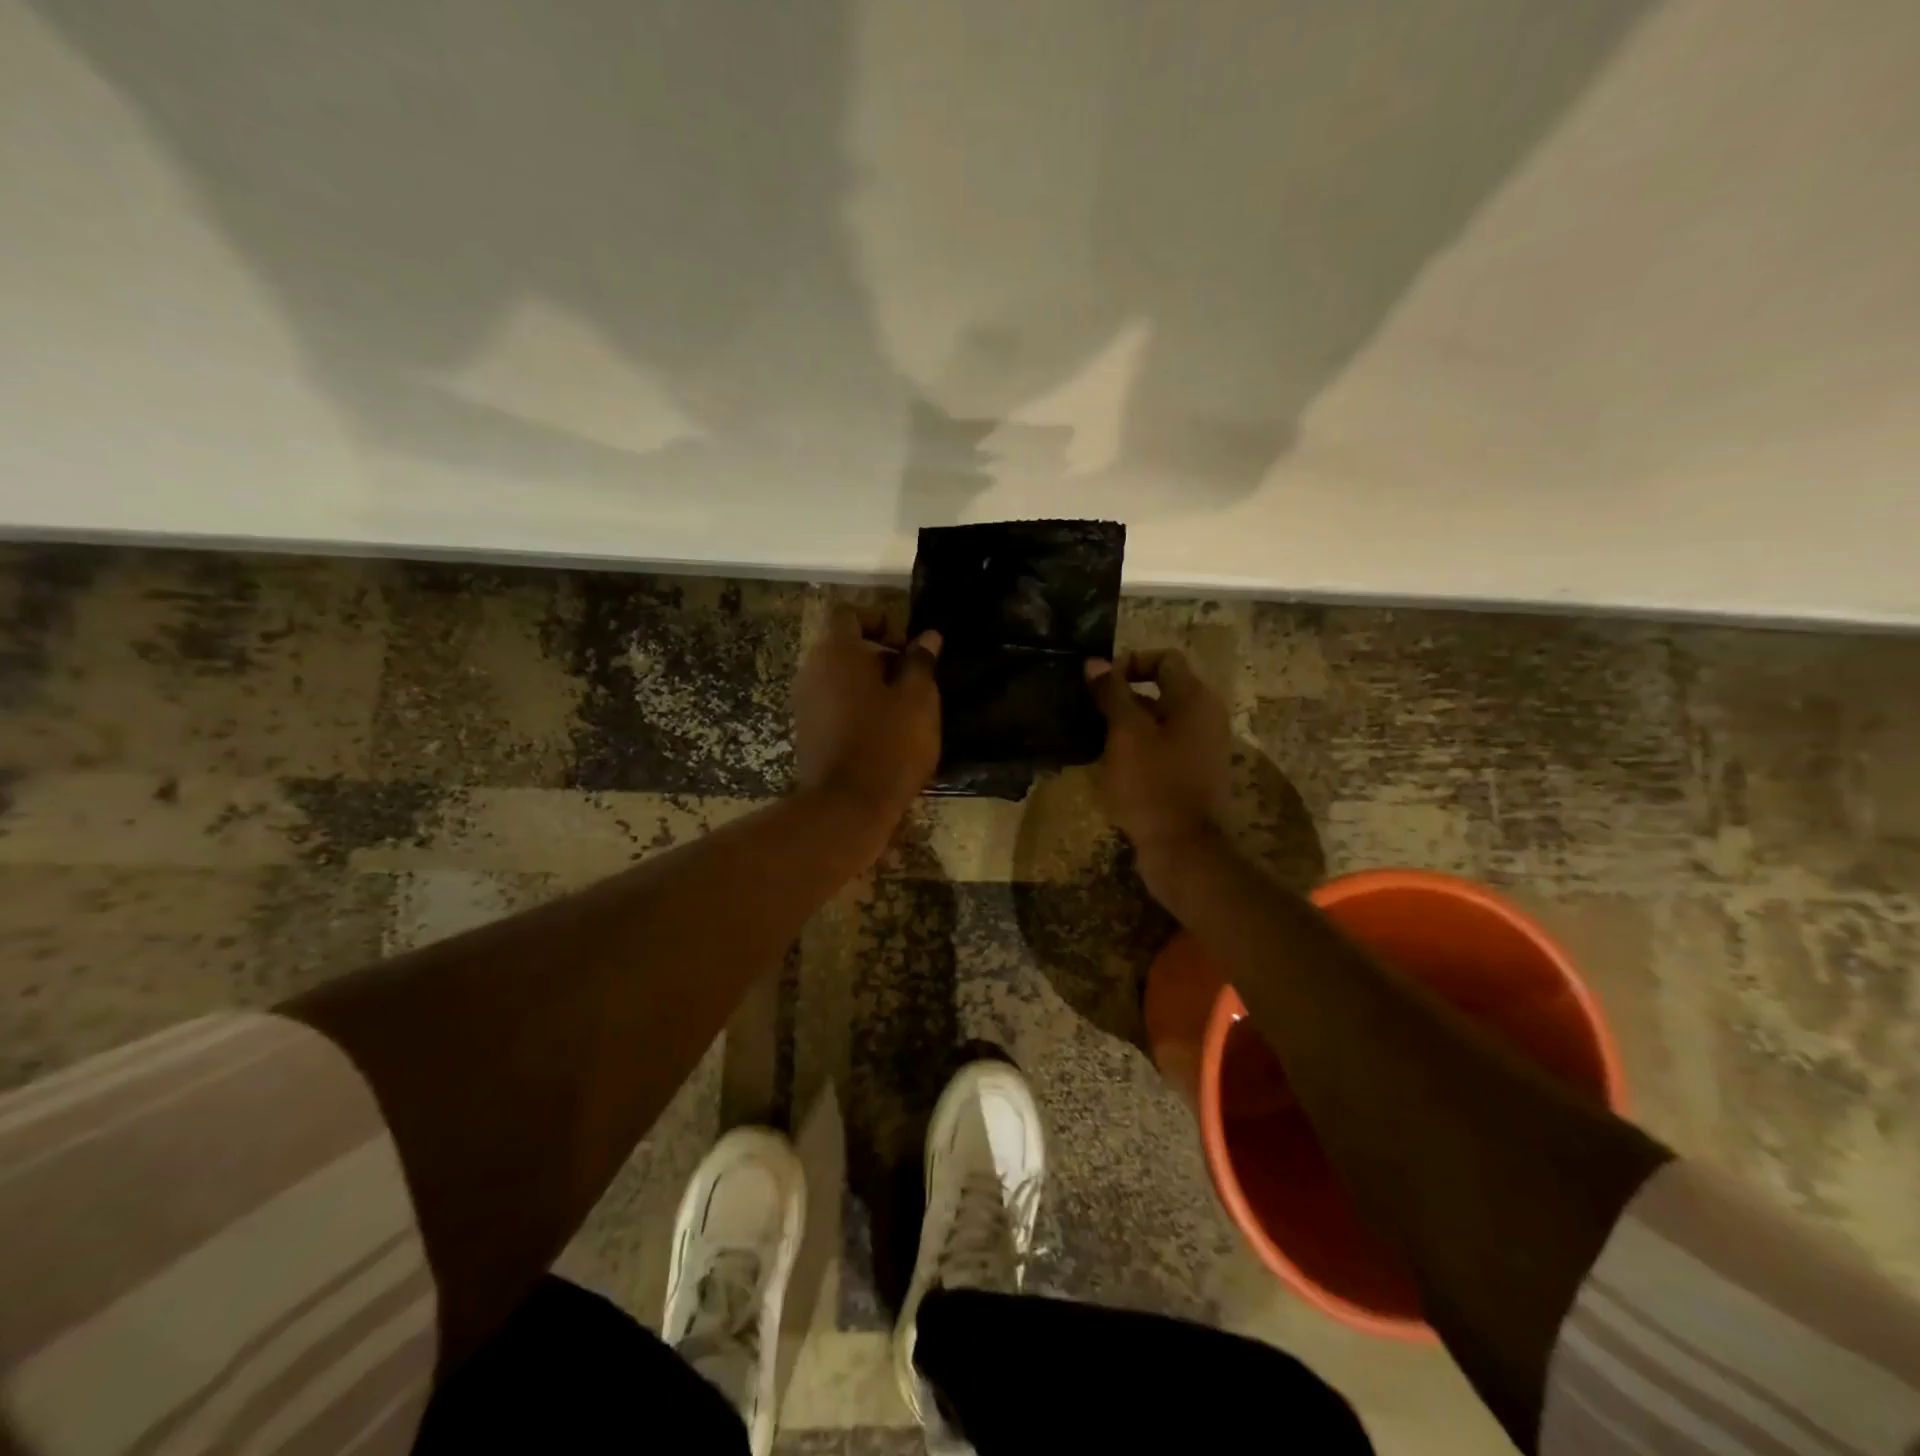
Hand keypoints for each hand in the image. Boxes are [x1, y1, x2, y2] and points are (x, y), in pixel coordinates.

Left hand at [793, 604, 941, 825]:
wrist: (848, 806)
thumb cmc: (889, 743)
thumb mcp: (919, 699)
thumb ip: (921, 662)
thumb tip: (927, 637)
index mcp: (836, 652)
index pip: (850, 614)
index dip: (881, 621)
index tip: (908, 647)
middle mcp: (811, 671)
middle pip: (845, 648)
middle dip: (881, 658)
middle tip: (915, 682)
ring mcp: (804, 704)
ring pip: (840, 680)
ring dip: (871, 688)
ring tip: (904, 712)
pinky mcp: (806, 733)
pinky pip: (834, 707)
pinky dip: (857, 711)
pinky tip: (884, 736)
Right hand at [1086, 649, 1231, 879]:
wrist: (1183, 847)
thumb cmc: (1152, 783)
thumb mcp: (1125, 734)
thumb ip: (1112, 694)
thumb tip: (1096, 663)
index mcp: (1195, 699)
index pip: (1164, 659)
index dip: (1130, 663)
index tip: (1100, 685)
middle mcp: (1206, 717)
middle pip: (1163, 689)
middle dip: (1125, 696)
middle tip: (1092, 712)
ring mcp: (1203, 748)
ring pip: (1161, 721)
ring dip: (1129, 724)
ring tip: (1096, 739)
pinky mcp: (1194, 774)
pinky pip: (1165, 747)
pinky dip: (1140, 748)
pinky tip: (1114, 765)